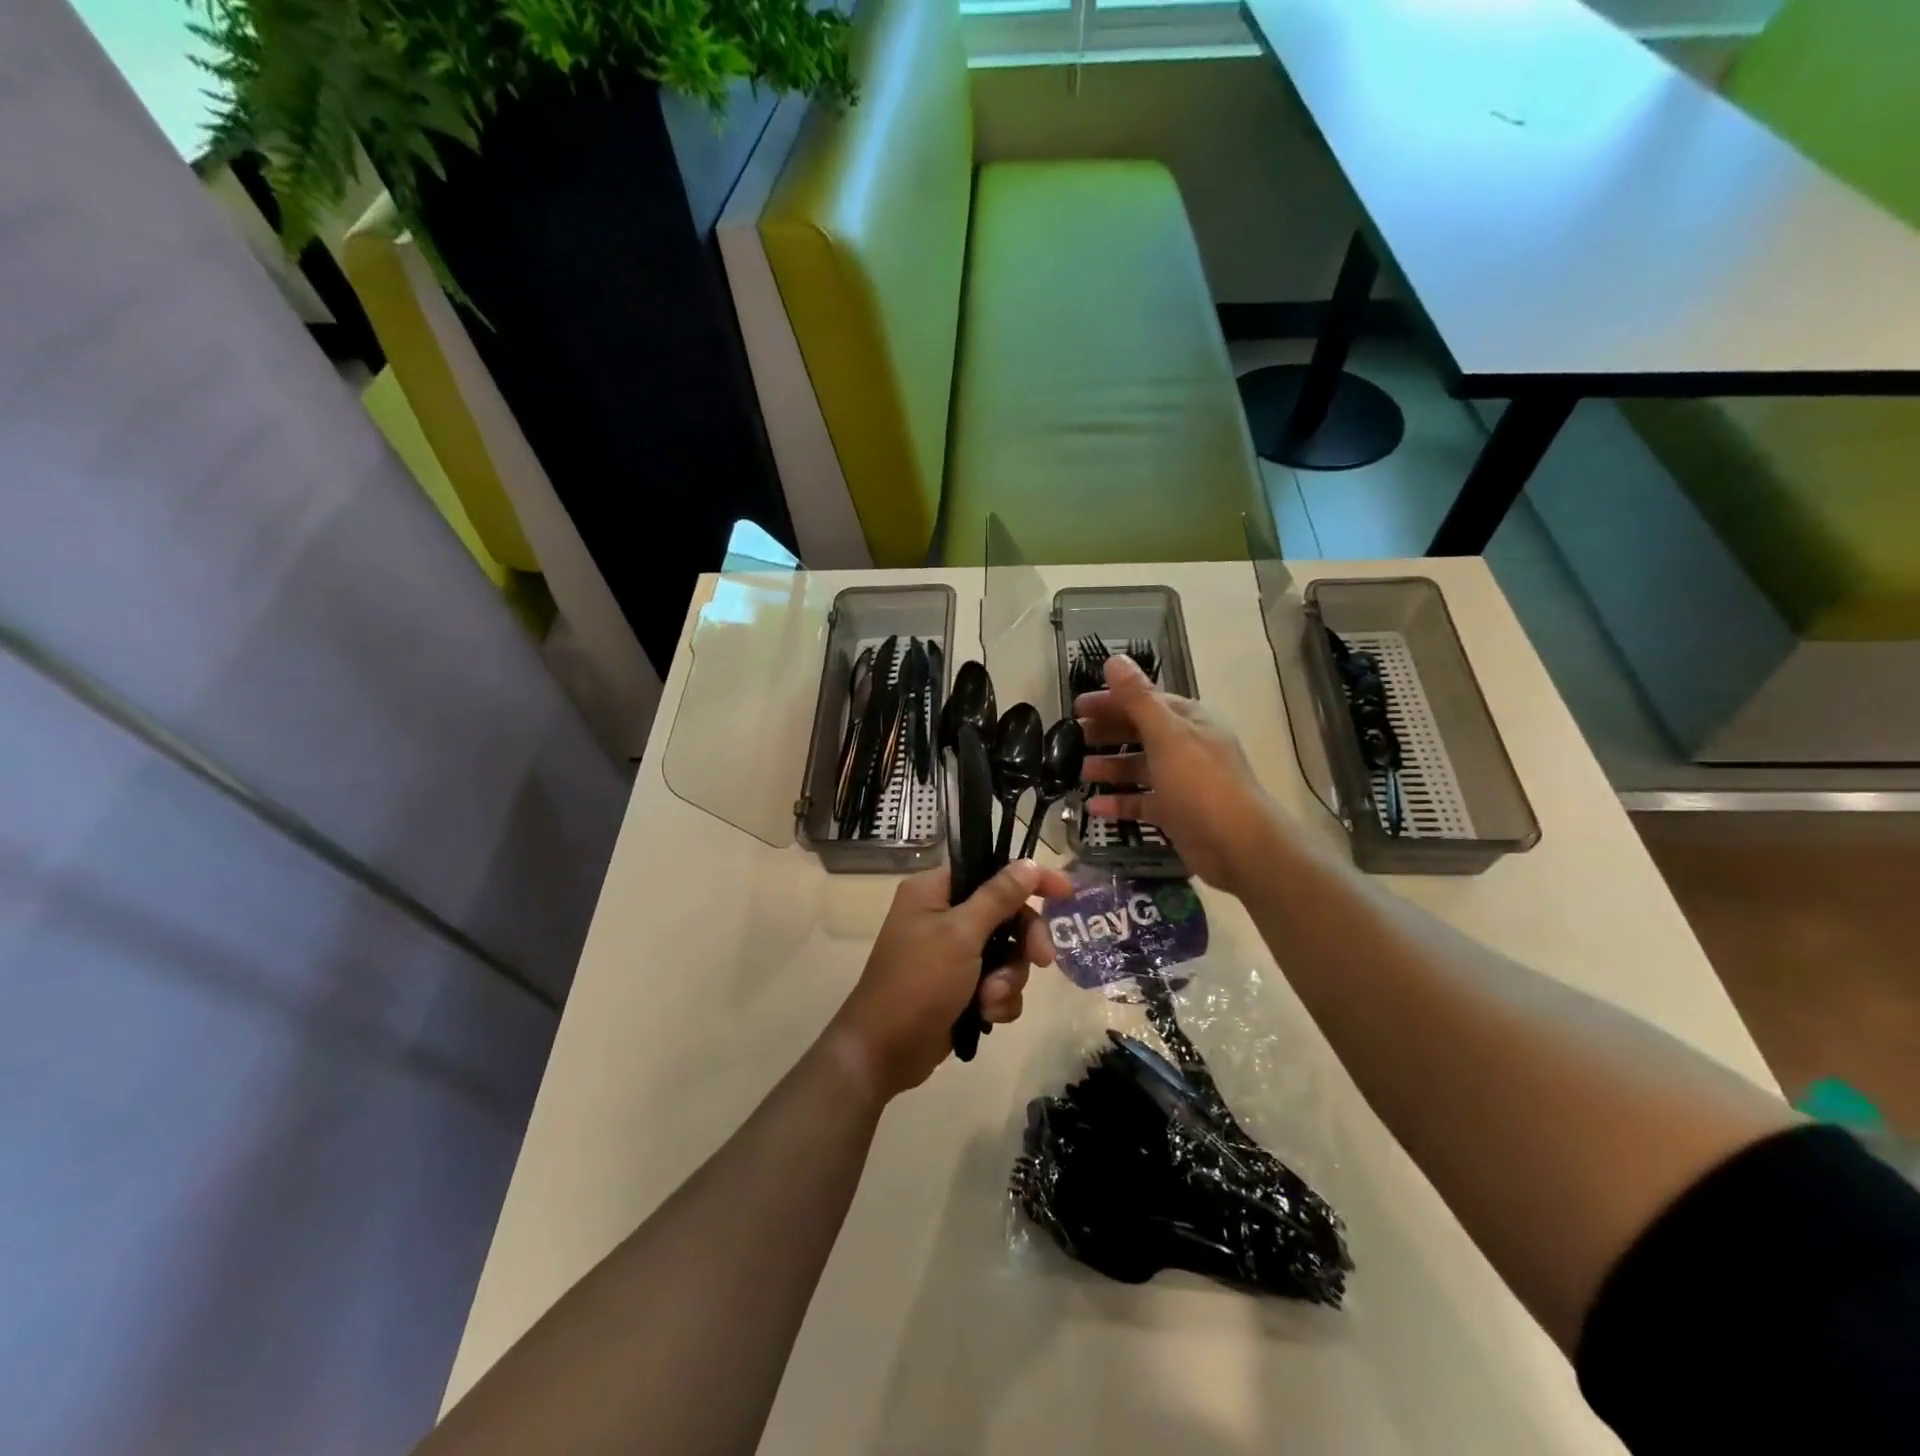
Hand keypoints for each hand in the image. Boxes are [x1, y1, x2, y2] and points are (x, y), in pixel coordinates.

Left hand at [828, 859, 1074, 1100]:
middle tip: (1042, 960)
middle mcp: (943, 915)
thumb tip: (1028, 863)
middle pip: (1006, 915)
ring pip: (1007, 953)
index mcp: (935, 891)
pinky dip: (998, 999)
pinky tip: (986, 1015)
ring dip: (1008, 979)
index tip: (1066, 893)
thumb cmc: (918, 982)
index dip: (1030, 880)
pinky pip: (998, 982)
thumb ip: (998, 898)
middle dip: (1023, 942)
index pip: (991, 870)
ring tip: (990, 1000)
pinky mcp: (960, 986)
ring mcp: (952, 953)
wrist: (884, 1052)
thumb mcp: (961, 935)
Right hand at [1076, 655, 1283, 895]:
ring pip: (1138, 768)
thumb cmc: (1200, 782)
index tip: (1077, 708)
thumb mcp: (1166, 734)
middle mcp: (1186, 746)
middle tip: (1071, 738)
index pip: (1144, 701)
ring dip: (1108, 767)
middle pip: (1139, 733)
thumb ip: (1137, 698)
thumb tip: (1114, 659)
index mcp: (1188, 720)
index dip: (1111, 701)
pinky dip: (1118, 803)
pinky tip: (1092, 807)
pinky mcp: (1175, 813)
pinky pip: (1141, 802)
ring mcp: (1181, 781)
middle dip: (1107, 733)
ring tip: (1078, 772)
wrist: (1237, 845)